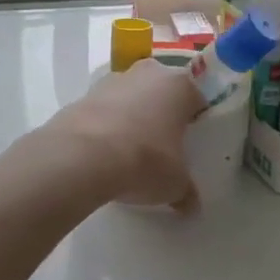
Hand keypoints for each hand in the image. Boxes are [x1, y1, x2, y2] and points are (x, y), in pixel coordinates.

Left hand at [38, 59, 204, 213]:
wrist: (82, 156)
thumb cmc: (145, 160)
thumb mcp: (175, 184)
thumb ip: (187, 191)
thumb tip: (191, 205)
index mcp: (180, 86)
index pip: (197, 100)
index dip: (195, 122)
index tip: (190, 144)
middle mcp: (149, 73)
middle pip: (162, 92)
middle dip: (162, 114)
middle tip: (162, 146)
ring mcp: (114, 80)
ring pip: (131, 96)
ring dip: (132, 116)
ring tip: (129, 151)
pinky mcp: (85, 93)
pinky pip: (105, 108)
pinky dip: (107, 124)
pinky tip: (104, 151)